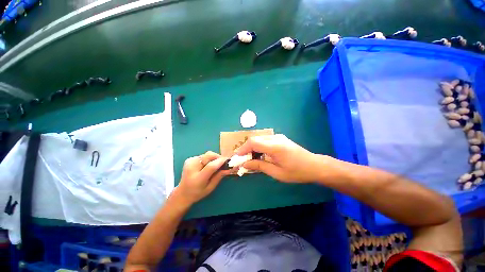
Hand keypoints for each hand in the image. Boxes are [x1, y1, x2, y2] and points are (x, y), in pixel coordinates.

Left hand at [176, 151, 230, 204]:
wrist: (182, 193)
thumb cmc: (198, 193)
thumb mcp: (210, 187)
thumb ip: (219, 176)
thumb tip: (230, 168)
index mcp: (197, 178)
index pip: (211, 166)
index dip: (221, 161)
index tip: (229, 160)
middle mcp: (192, 167)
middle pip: (209, 156)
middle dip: (218, 157)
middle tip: (224, 162)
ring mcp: (190, 162)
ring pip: (207, 154)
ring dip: (214, 158)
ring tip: (217, 164)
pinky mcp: (190, 159)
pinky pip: (203, 156)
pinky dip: (209, 159)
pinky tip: (208, 165)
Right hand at [236, 134, 321, 182]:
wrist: (314, 165)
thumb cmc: (297, 172)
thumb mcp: (277, 173)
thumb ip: (259, 166)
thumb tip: (245, 164)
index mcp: (275, 146)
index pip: (253, 143)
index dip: (243, 149)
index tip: (237, 157)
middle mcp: (276, 138)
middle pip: (255, 139)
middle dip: (245, 149)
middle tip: (241, 159)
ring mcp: (278, 137)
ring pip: (259, 139)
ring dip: (251, 147)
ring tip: (249, 158)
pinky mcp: (280, 138)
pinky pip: (264, 140)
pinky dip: (258, 146)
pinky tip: (258, 155)